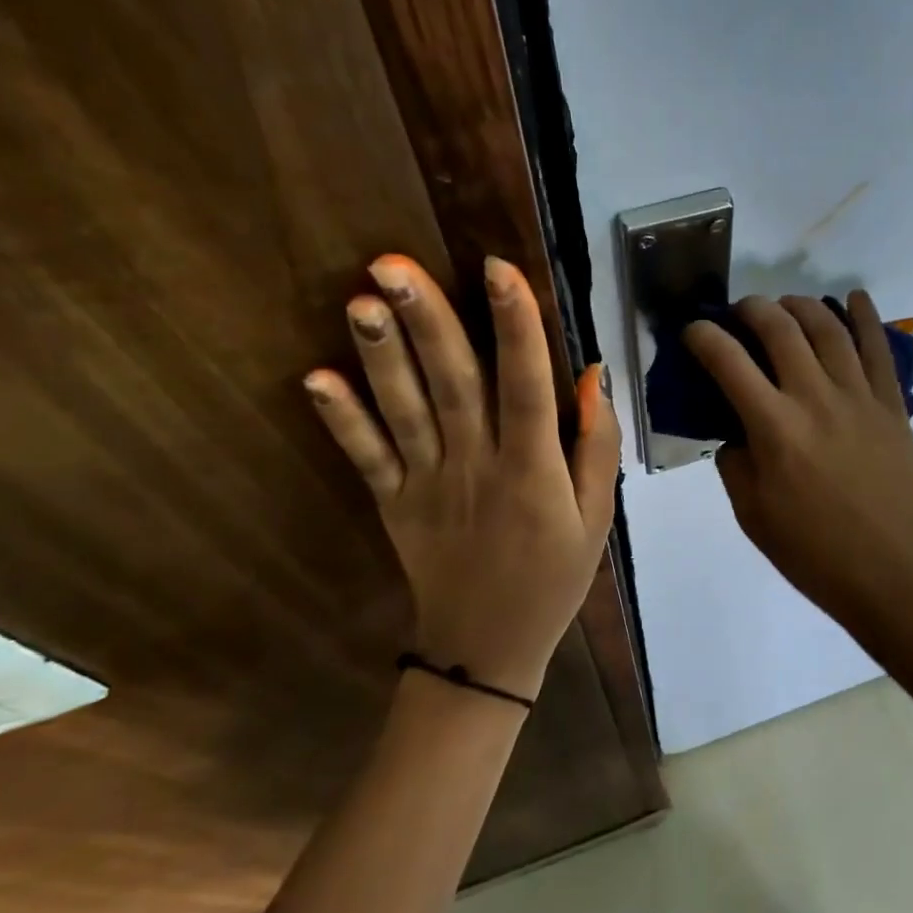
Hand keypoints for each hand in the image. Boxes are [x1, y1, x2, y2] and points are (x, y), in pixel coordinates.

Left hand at [305, 254, 619, 701]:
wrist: (487, 649)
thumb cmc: (552, 578)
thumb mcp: (597, 518)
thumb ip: (597, 447)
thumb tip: (593, 375)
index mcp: (532, 469)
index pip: (525, 386)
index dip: (515, 326)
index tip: (498, 268)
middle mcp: (476, 466)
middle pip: (452, 384)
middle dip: (426, 320)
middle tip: (394, 263)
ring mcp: (427, 484)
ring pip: (404, 410)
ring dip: (380, 355)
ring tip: (360, 300)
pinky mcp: (392, 503)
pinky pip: (365, 458)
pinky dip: (340, 420)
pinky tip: (315, 379)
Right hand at [684, 292, 912, 635]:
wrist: (890, 574)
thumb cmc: (812, 552)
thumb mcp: (751, 514)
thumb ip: (734, 461)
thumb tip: (736, 428)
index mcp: (775, 429)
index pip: (728, 362)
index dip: (703, 336)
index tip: (693, 331)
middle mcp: (815, 399)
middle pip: (781, 329)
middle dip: (753, 309)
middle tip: (740, 313)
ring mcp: (860, 398)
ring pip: (829, 328)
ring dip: (801, 305)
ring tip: (786, 305)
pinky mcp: (892, 405)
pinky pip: (879, 348)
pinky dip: (865, 316)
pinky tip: (853, 298)